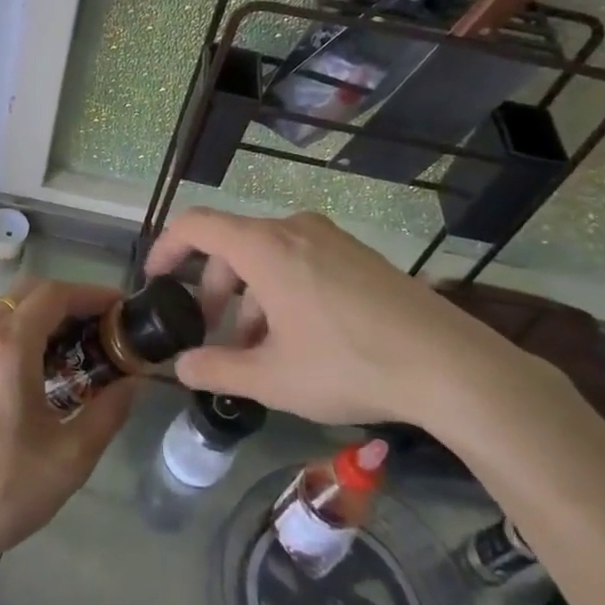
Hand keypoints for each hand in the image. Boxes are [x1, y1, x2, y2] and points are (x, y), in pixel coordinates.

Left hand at [0, 280, 134, 582]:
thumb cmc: (3, 490)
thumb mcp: (70, 457)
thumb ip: (109, 411)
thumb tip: (133, 382)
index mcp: (7, 346)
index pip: (54, 295)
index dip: (91, 294)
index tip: (120, 308)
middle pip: (28, 294)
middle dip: (68, 303)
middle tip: (101, 329)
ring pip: (5, 310)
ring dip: (41, 318)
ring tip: (73, 350)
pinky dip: (17, 333)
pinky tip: (35, 369)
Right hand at [144, 208, 529, 428]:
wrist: (450, 366)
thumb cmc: (348, 364)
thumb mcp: (272, 378)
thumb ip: (217, 369)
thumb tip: (180, 367)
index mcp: (265, 247)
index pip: (197, 226)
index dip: (167, 249)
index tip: (155, 280)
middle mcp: (294, 228)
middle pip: (232, 246)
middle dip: (213, 290)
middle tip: (212, 337)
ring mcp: (330, 239)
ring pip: (267, 257)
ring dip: (250, 298)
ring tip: (259, 351)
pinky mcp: (358, 255)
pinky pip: (300, 261)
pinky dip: (281, 292)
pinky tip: (298, 340)